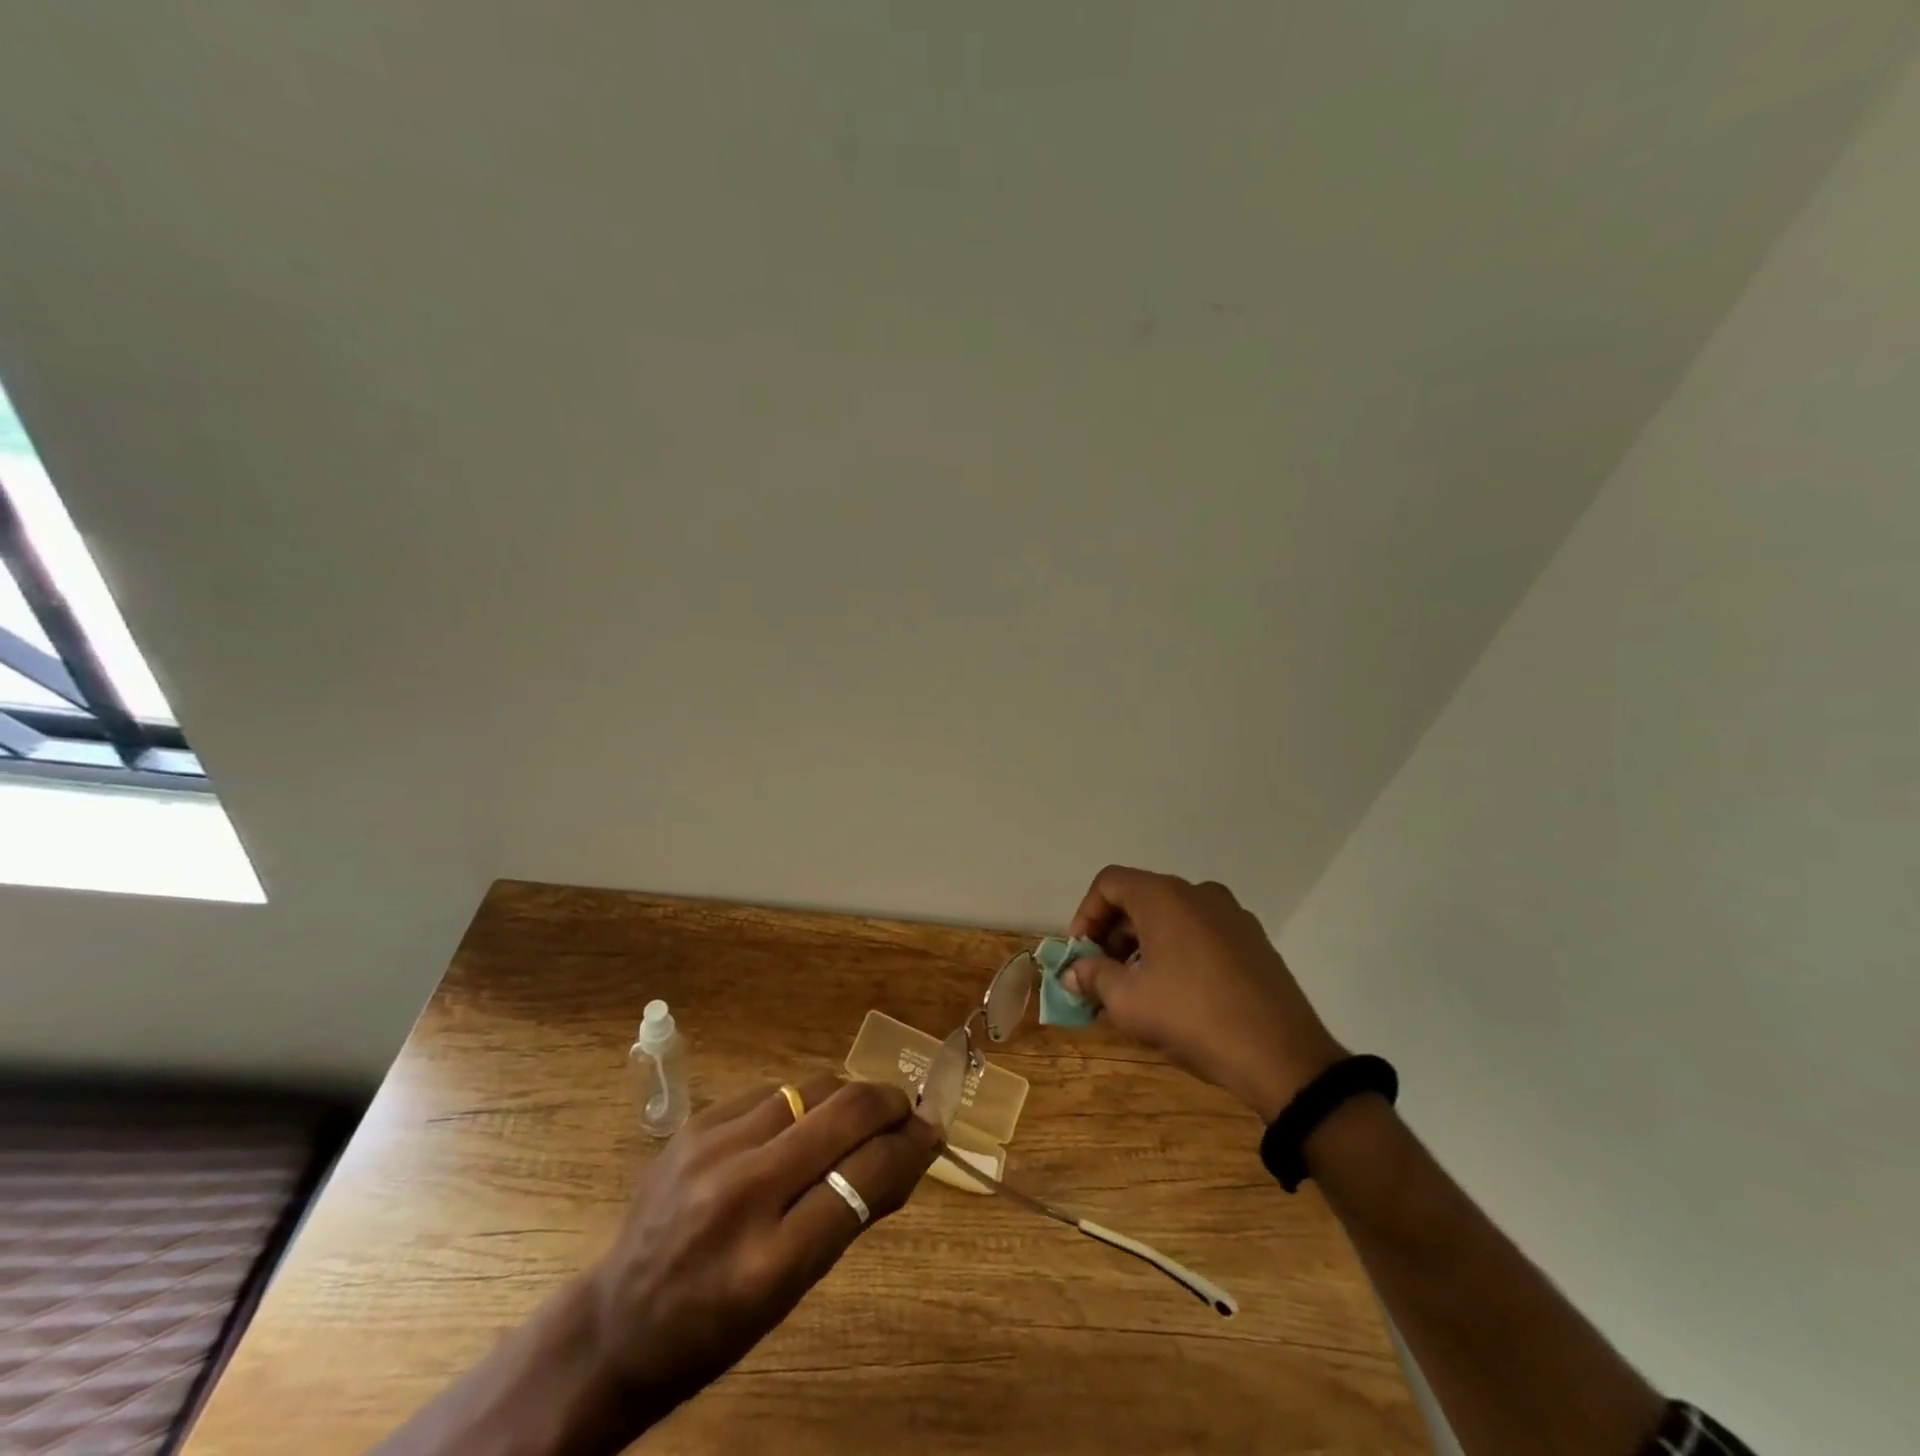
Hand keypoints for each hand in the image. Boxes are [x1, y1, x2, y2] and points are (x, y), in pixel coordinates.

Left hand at [590, 1076, 938, 1410]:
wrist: (617, 1319)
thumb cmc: (717, 1326)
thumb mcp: (793, 1291)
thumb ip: (851, 1215)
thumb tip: (908, 1152)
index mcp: (771, 1261)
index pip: (865, 1175)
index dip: (911, 1146)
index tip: (932, 1132)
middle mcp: (742, 1193)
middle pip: (844, 1113)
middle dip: (889, 1103)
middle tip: (906, 1112)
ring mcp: (713, 1148)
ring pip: (812, 1087)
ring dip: (847, 1098)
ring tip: (855, 1117)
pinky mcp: (697, 1123)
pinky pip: (774, 1091)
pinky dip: (803, 1101)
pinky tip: (802, 1122)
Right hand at [1064, 866, 1346, 1121]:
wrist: (1283, 1056)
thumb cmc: (1193, 1018)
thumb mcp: (1129, 1002)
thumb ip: (1094, 978)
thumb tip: (1073, 972)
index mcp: (1165, 896)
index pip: (1109, 883)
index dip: (1086, 914)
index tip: (1081, 954)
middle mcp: (1199, 893)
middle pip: (1140, 897)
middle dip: (1113, 934)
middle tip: (1102, 975)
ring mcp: (1232, 915)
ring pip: (1172, 916)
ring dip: (1143, 944)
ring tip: (1137, 988)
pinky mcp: (1254, 940)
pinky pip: (1201, 932)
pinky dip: (1177, 950)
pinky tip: (1177, 992)